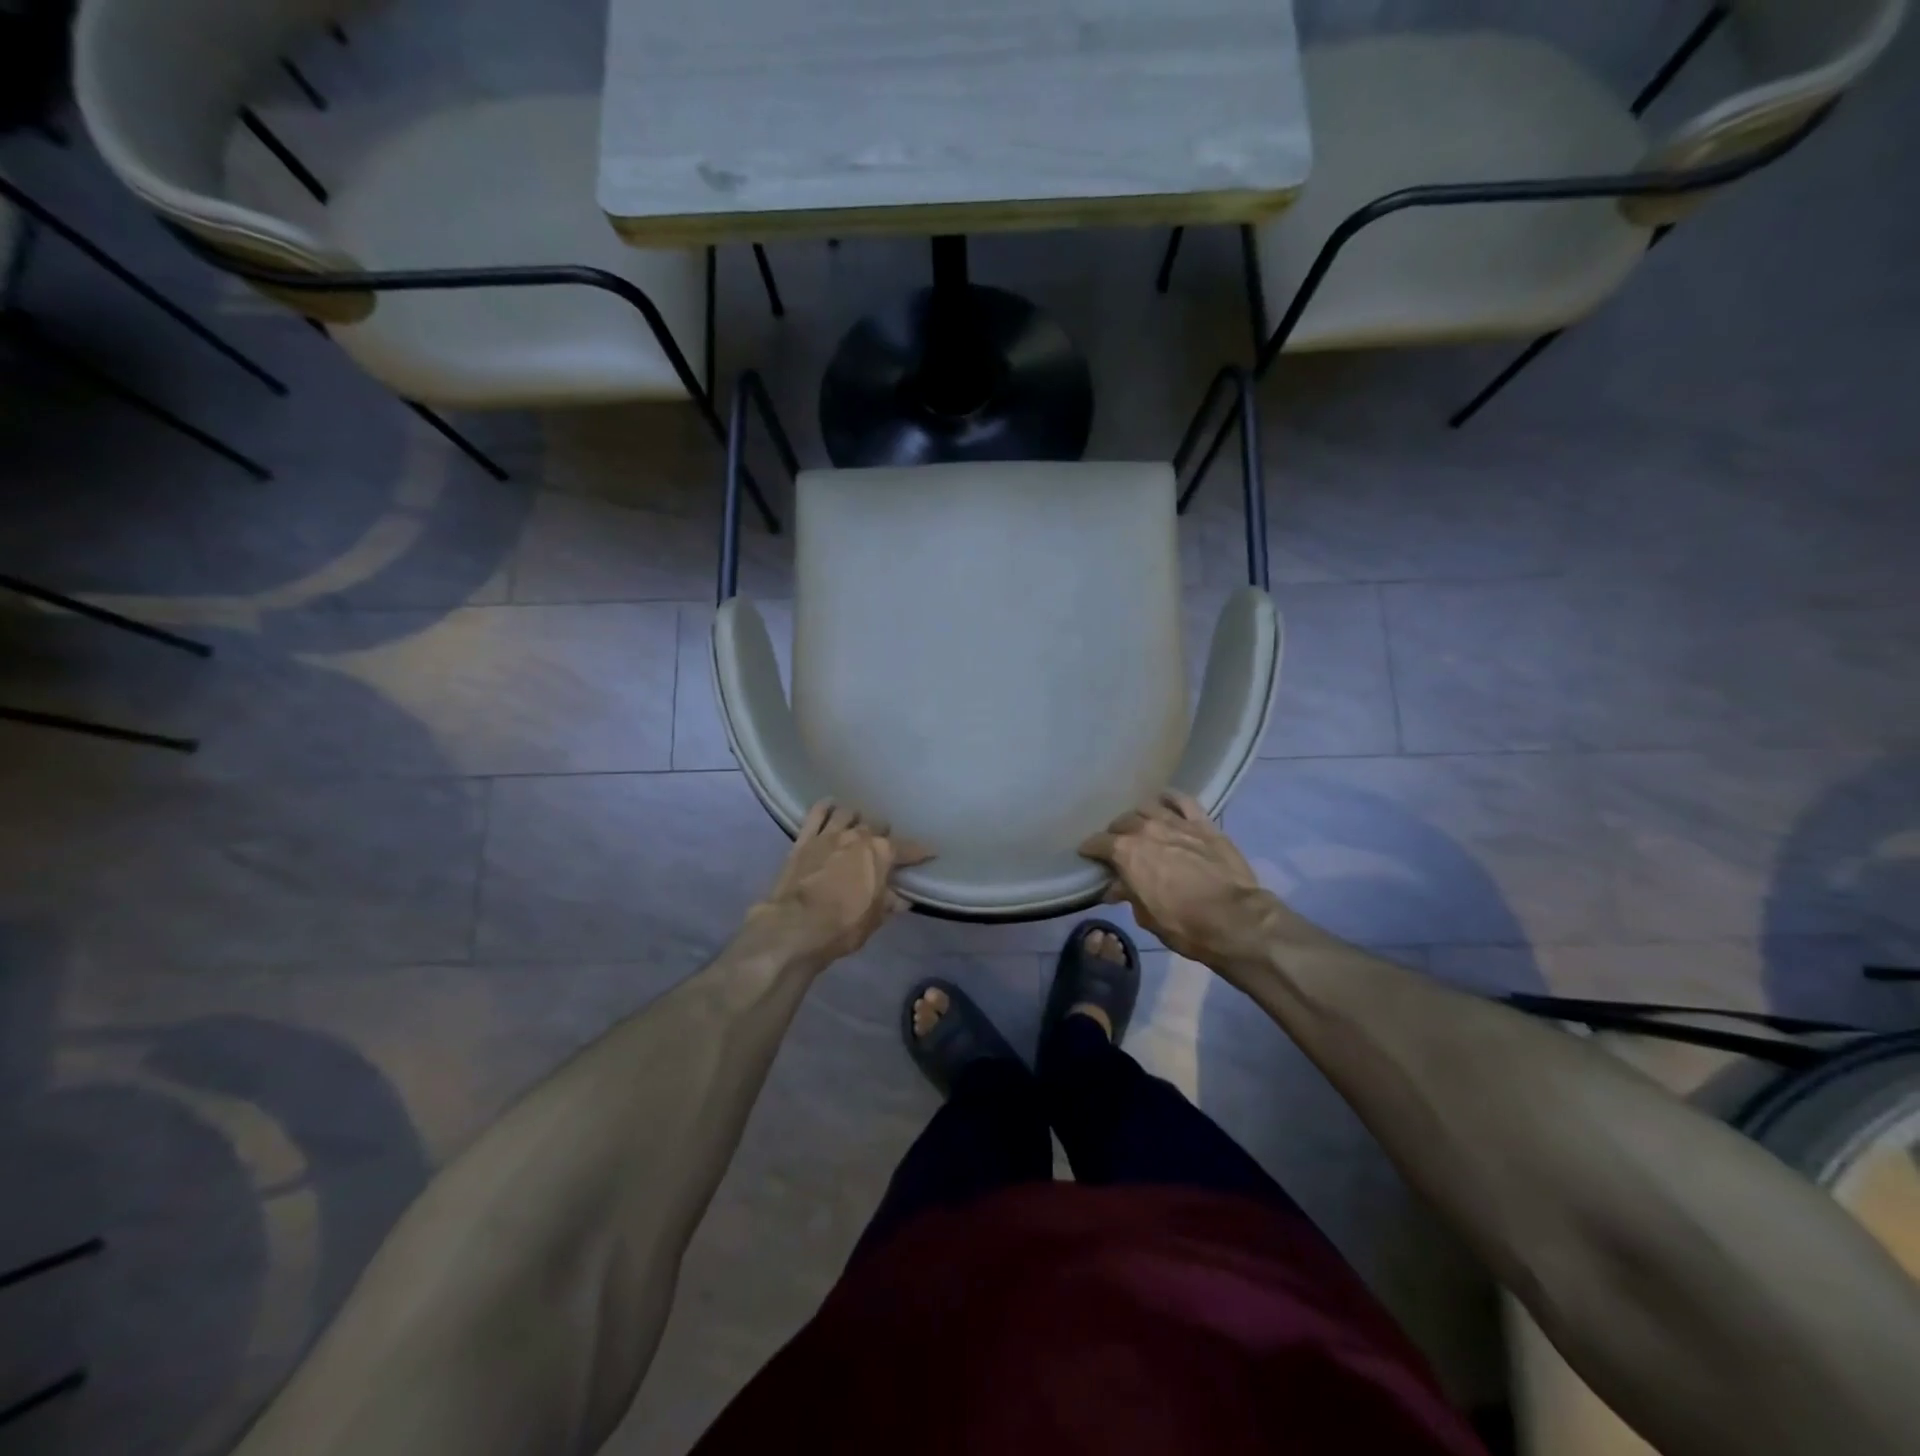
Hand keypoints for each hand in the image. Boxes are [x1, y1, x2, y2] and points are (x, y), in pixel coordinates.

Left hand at [747, 802, 930, 971]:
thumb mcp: (875, 919)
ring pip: (848, 813)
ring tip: (858, 826)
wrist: (795, 927)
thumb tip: (902, 898)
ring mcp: (829, 834)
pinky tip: (831, 806)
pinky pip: (817, 813)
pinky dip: (826, 807)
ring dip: (857, 819)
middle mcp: (857, 836)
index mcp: (880, 853)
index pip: (907, 848)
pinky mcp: (804, 839)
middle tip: (884, 846)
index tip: (930, 852)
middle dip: (884, 834)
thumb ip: (890, 903)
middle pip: (877, 826)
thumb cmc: (843, 926)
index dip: (921, 851)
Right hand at [1080, 791, 1277, 970]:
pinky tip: (1165, 802)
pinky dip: (1170, 798)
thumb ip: (1128, 894)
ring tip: (1141, 826)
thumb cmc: (1184, 925)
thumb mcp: (1146, 916)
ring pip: (1148, 807)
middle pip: (1122, 822)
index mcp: (1126, 853)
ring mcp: (1176, 822)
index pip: (1098, 843)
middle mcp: (1147, 829)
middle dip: (1116, 833)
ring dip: (1140, 816)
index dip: (1090, 849)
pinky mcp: (1203, 823)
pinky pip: (1182, 800)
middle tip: (1118, 846)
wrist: (1235, 919)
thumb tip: (1115, 887)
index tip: (1087, 854)